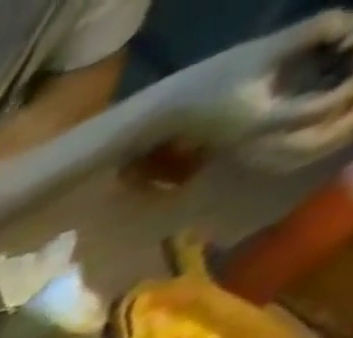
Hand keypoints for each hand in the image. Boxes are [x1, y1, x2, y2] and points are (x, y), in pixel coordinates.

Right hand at [157, 11, 352, 146]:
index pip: (320, 110)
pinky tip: (328, 114)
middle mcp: (257, 144)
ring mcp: (251, 151)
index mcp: (259, 124)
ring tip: (351, 106)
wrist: (158, 118)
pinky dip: (315, 137)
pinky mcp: (249, 149)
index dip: (352, 86)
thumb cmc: (202, 85)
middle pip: (314, 145)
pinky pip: (290, 151)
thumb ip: (316, 29)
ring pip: (303, 153)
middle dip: (349, 122)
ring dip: (334, 134)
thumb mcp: (261, 49)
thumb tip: (351, 29)